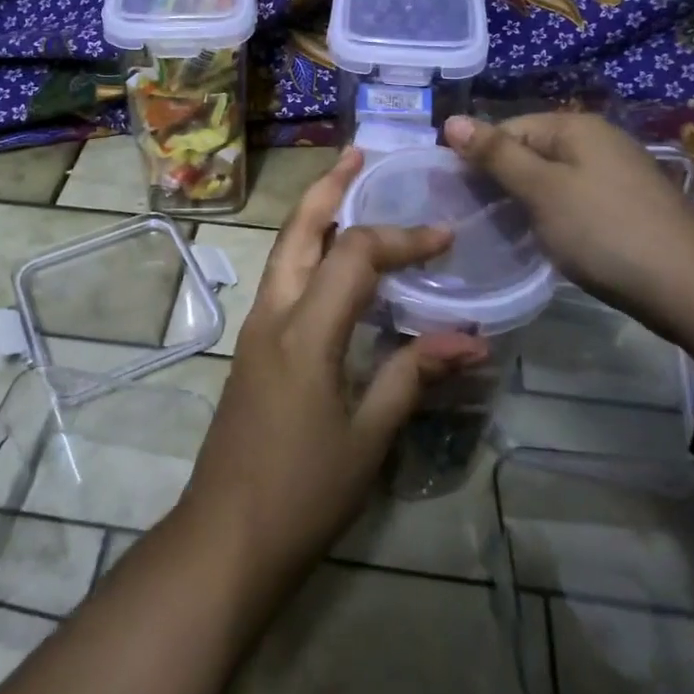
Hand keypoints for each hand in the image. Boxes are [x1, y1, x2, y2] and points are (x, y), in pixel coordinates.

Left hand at [176, 147, 486, 586]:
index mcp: (305, 331)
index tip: (445, 236)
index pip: (355, 255)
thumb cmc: (302, 493)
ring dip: (313, 214)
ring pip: (283, 251)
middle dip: (329, 188)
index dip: (402, 237)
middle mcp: (272, 315)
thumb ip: (412, 376)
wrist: (225, 537)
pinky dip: (307, 251)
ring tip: (345, 189)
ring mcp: (255, 329)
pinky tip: (330, 261)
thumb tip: (468, 339)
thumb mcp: (369, 437)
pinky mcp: (252, 348)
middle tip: (359, 155)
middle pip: (297, 230)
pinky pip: (281, 279)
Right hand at [443, 112, 693, 312]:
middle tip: (475, 218)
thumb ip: (495, 155)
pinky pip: (574, 199)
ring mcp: (616, 173)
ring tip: (504, 232)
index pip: (506, 128)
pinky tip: (546, 240)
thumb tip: (451, 119)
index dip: (477, 158)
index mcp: (575, 126)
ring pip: (551, 179)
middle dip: (500, 181)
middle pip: (529, 151)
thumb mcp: (541, 190)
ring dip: (525, 202)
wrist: (692, 288)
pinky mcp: (627, 205)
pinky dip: (553, 216)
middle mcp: (597, 140)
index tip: (455, 196)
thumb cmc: (605, 231)